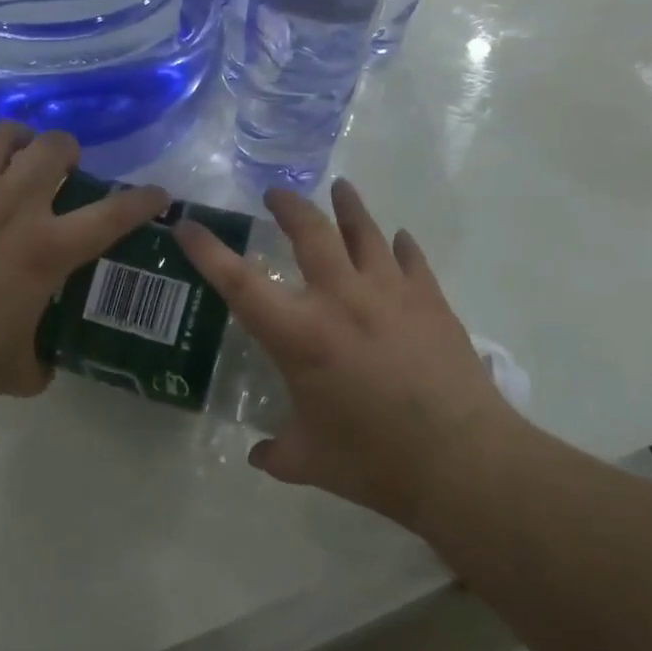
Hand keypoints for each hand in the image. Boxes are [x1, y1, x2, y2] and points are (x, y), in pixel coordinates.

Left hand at [0, 105, 169, 398]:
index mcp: (48, 248)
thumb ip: (39, 363)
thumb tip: (43, 366)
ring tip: (18, 142)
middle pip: (53, 149)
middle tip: (64, 164)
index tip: (157, 194)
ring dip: (17, 134)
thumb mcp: (18, 369)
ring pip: (1, 135)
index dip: (143, 200)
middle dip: (67, 149)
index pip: (112, 216)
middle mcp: (17, 206)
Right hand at [175, 178, 523, 531]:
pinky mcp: (430, 300)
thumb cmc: (376, 462)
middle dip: (288, 206)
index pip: (239, 282)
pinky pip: (411, 259)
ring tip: (340, 188)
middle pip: (309, 231)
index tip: (188, 225)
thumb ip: (277, 452)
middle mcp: (340, 299)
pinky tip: (399, 238)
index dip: (207, 251)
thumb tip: (258, 455)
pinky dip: (401, 245)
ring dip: (348, 206)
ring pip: (365, 231)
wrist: (463, 462)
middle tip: (275, 194)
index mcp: (300, 335)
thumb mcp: (310, 461)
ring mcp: (390, 293)